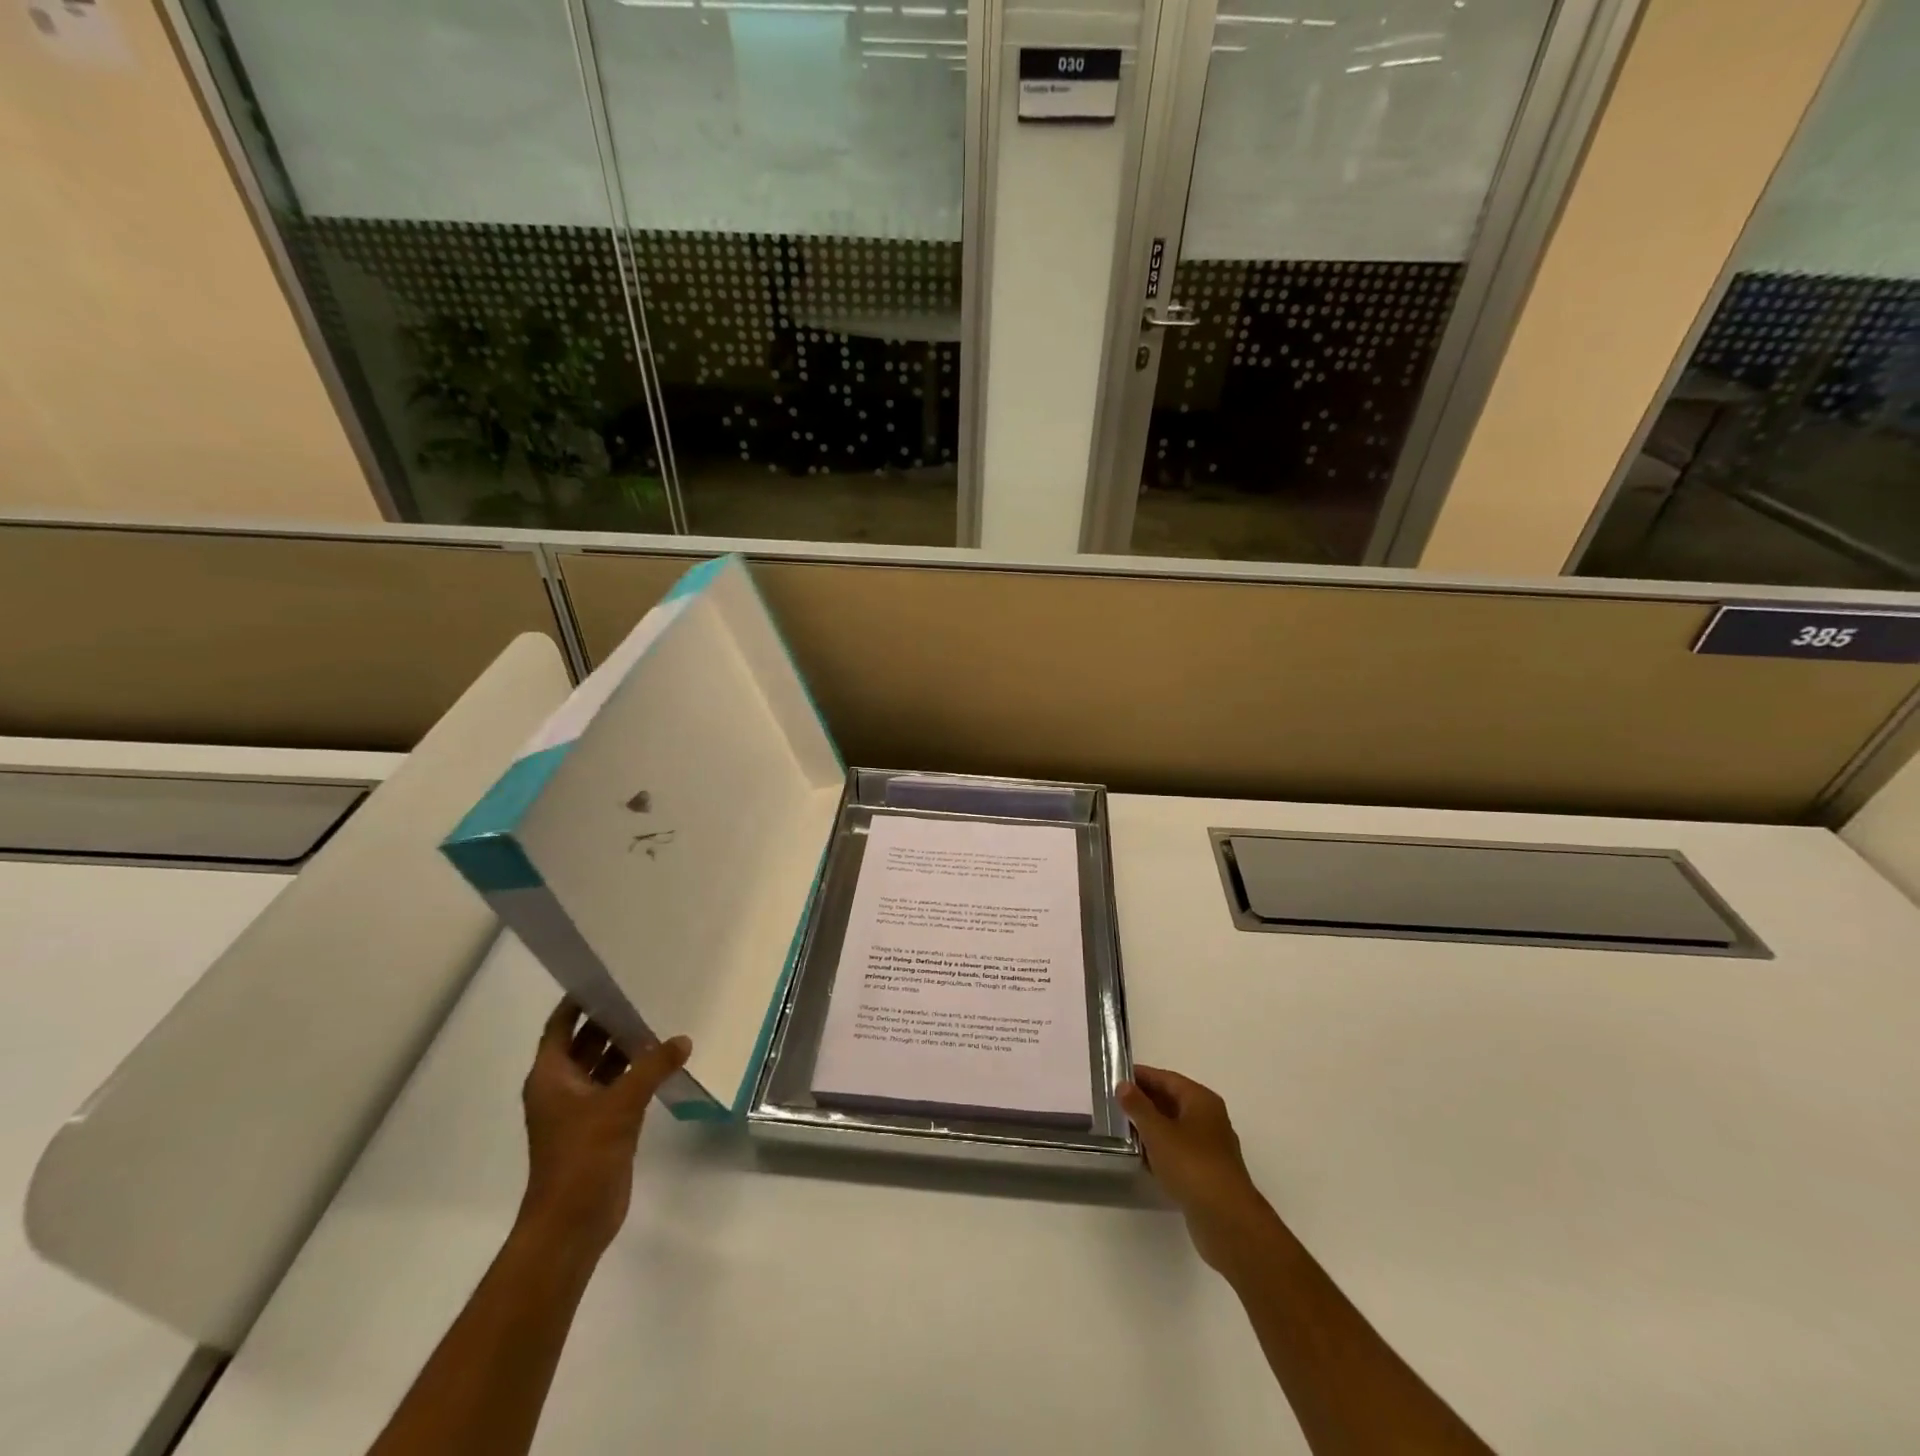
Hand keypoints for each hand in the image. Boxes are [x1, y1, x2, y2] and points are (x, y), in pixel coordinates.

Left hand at [519, 998, 690, 1258]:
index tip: (606, 977)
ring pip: (601, 1065)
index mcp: (550, 1077)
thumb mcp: (620, 1105)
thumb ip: (652, 1067)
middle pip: (583, 1042)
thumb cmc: (582, 1157)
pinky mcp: (599, 1128)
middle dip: (609, 1020)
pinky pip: (616, 1087)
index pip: (560, 1026)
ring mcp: (579, 1109)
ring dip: (624, 1047)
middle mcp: (561, 1088)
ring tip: (659, 1021)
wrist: (571, 1224)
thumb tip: (683, 1039)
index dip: (578, 1001)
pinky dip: (634, 1073)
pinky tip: (662, 1061)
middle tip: (644, 993)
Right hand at [1118, 1065, 1272, 1273]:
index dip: (1142, 1076)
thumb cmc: (1192, 1165)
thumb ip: (1138, 1107)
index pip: (1167, 1078)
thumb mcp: (1158, 1132)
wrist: (1227, 1221)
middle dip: (1144, 1101)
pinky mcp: (1208, 1174)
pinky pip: (1179, 1152)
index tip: (1116, 1076)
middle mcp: (1209, 1119)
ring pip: (1175, 1128)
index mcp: (1201, 1100)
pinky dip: (1161, 1150)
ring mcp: (1210, 1148)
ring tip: (1122, 1129)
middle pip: (1172, 1101)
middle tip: (1115, 1102)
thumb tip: (1124, 1085)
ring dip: (1151, 1127)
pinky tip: (1142, 1158)